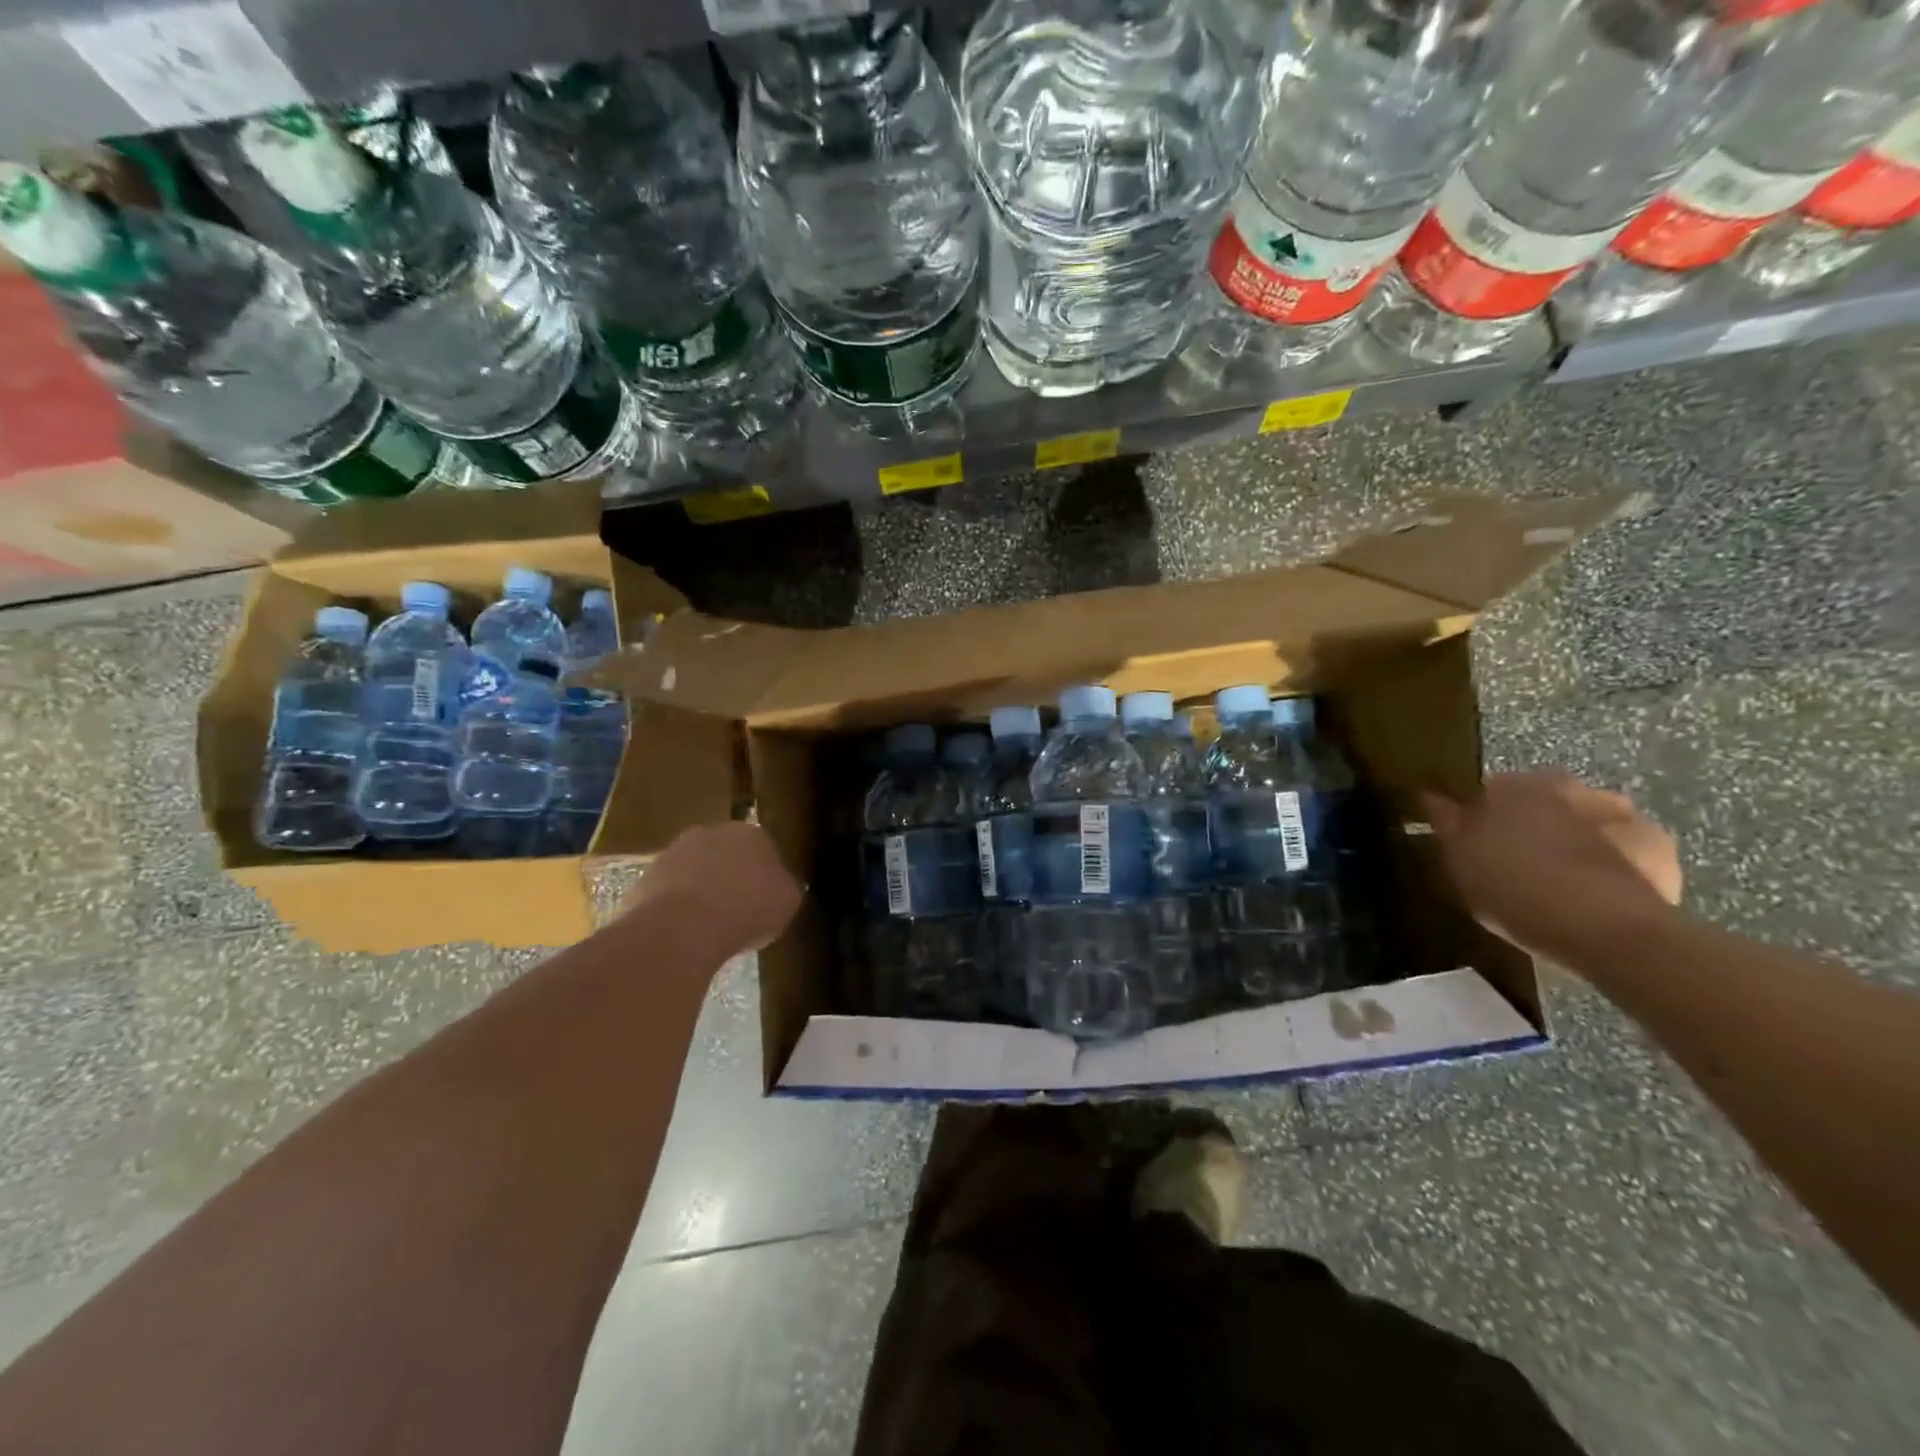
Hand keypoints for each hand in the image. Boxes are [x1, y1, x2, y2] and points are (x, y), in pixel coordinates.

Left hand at [621, 821, 802, 956]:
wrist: (684, 927)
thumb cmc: (748, 909)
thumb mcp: (788, 902)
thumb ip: (785, 888)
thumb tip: (780, 887)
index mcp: (751, 833)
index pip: (763, 849)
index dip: (765, 876)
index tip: (765, 900)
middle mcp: (711, 833)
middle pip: (725, 855)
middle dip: (730, 877)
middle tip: (737, 911)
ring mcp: (673, 853)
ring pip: (693, 872)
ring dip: (700, 892)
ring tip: (707, 928)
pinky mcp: (645, 878)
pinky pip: (668, 894)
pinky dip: (675, 910)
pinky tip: (683, 934)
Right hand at [1421, 772, 1681, 963]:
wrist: (1607, 930)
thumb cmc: (1514, 890)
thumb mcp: (1459, 861)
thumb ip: (1445, 822)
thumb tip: (1428, 794)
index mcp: (1510, 785)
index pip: (1483, 791)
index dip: (1476, 817)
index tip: (1472, 844)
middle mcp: (1563, 786)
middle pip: (1537, 801)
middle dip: (1528, 822)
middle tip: (1516, 863)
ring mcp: (1615, 811)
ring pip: (1581, 819)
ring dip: (1572, 837)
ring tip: (1560, 878)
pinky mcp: (1657, 843)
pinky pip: (1622, 846)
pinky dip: (1612, 859)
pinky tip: (1599, 889)